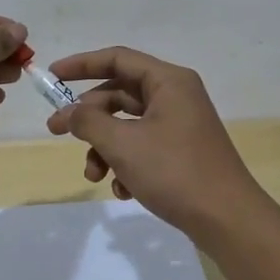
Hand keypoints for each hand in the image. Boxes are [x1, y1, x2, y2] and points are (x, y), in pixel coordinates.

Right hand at [44, 46, 271, 238]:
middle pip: (119, 94)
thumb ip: (88, 122)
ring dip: (104, 148)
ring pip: (128, 126)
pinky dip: (126, 165)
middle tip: (55, 132)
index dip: (81, 64)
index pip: (117, 59)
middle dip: (88, 117)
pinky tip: (123, 191)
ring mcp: (180, 126)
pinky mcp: (181, 153)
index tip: (52, 76)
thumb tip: (67, 113)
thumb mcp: (123, 144)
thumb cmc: (174, 171)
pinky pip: (143, 148)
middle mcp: (176, 96)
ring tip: (94, 176)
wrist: (227, 220)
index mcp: (168, 81)